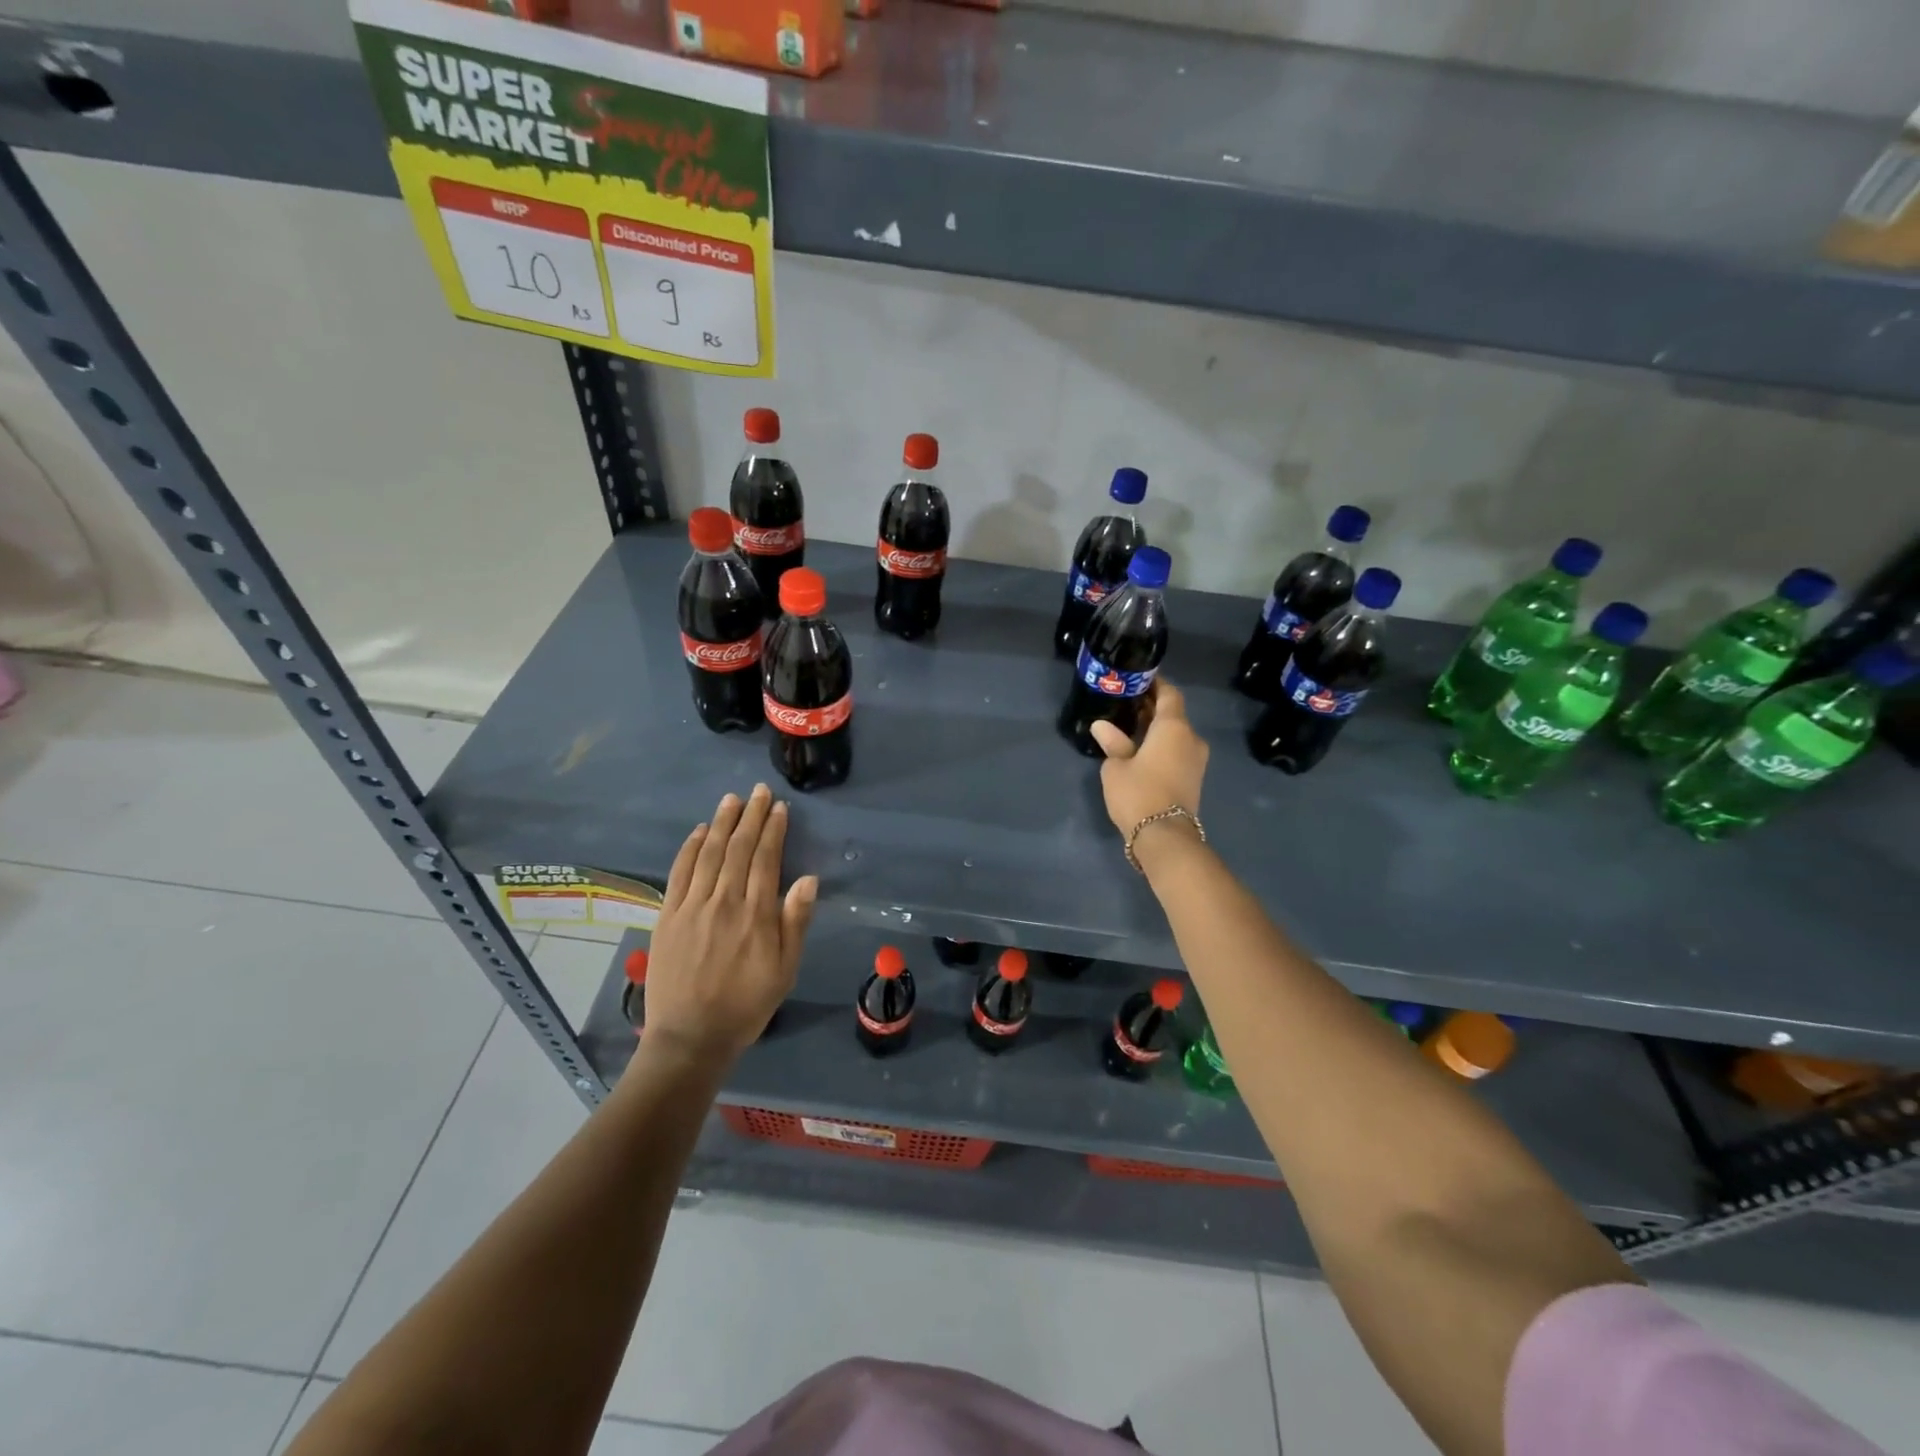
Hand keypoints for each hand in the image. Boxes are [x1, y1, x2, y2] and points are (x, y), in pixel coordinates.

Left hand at [642, 784, 817, 1063]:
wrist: (690, 1037)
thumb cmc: (746, 1005)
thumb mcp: (785, 970)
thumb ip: (795, 922)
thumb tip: (808, 879)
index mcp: (756, 914)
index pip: (765, 859)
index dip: (773, 830)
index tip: (779, 808)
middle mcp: (724, 901)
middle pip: (738, 848)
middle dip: (751, 816)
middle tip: (759, 791)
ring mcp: (692, 906)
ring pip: (709, 853)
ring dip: (722, 823)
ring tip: (732, 799)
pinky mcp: (668, 915)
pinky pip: (680, 872)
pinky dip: (690, 848)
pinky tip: (699, 831)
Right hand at [1091, 679, 1208, 845]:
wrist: (1165, 836)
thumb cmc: (1138, 793)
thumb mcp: (1116, 767)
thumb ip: (1112, 743)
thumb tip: (1102, 726)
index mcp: (1174, 727)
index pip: (1169, 694)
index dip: (1155, 684)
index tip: (1138, 679)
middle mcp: (1191, 738)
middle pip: (1174, 714)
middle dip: (1152, 707)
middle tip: (1127, 703)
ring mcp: (1196, 760)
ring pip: (1176, 734)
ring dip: (1157, 728)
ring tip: (1130, 727)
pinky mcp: (1194, 778)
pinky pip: (1178, 751)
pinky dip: (1162, 745)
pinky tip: (1141, 749)